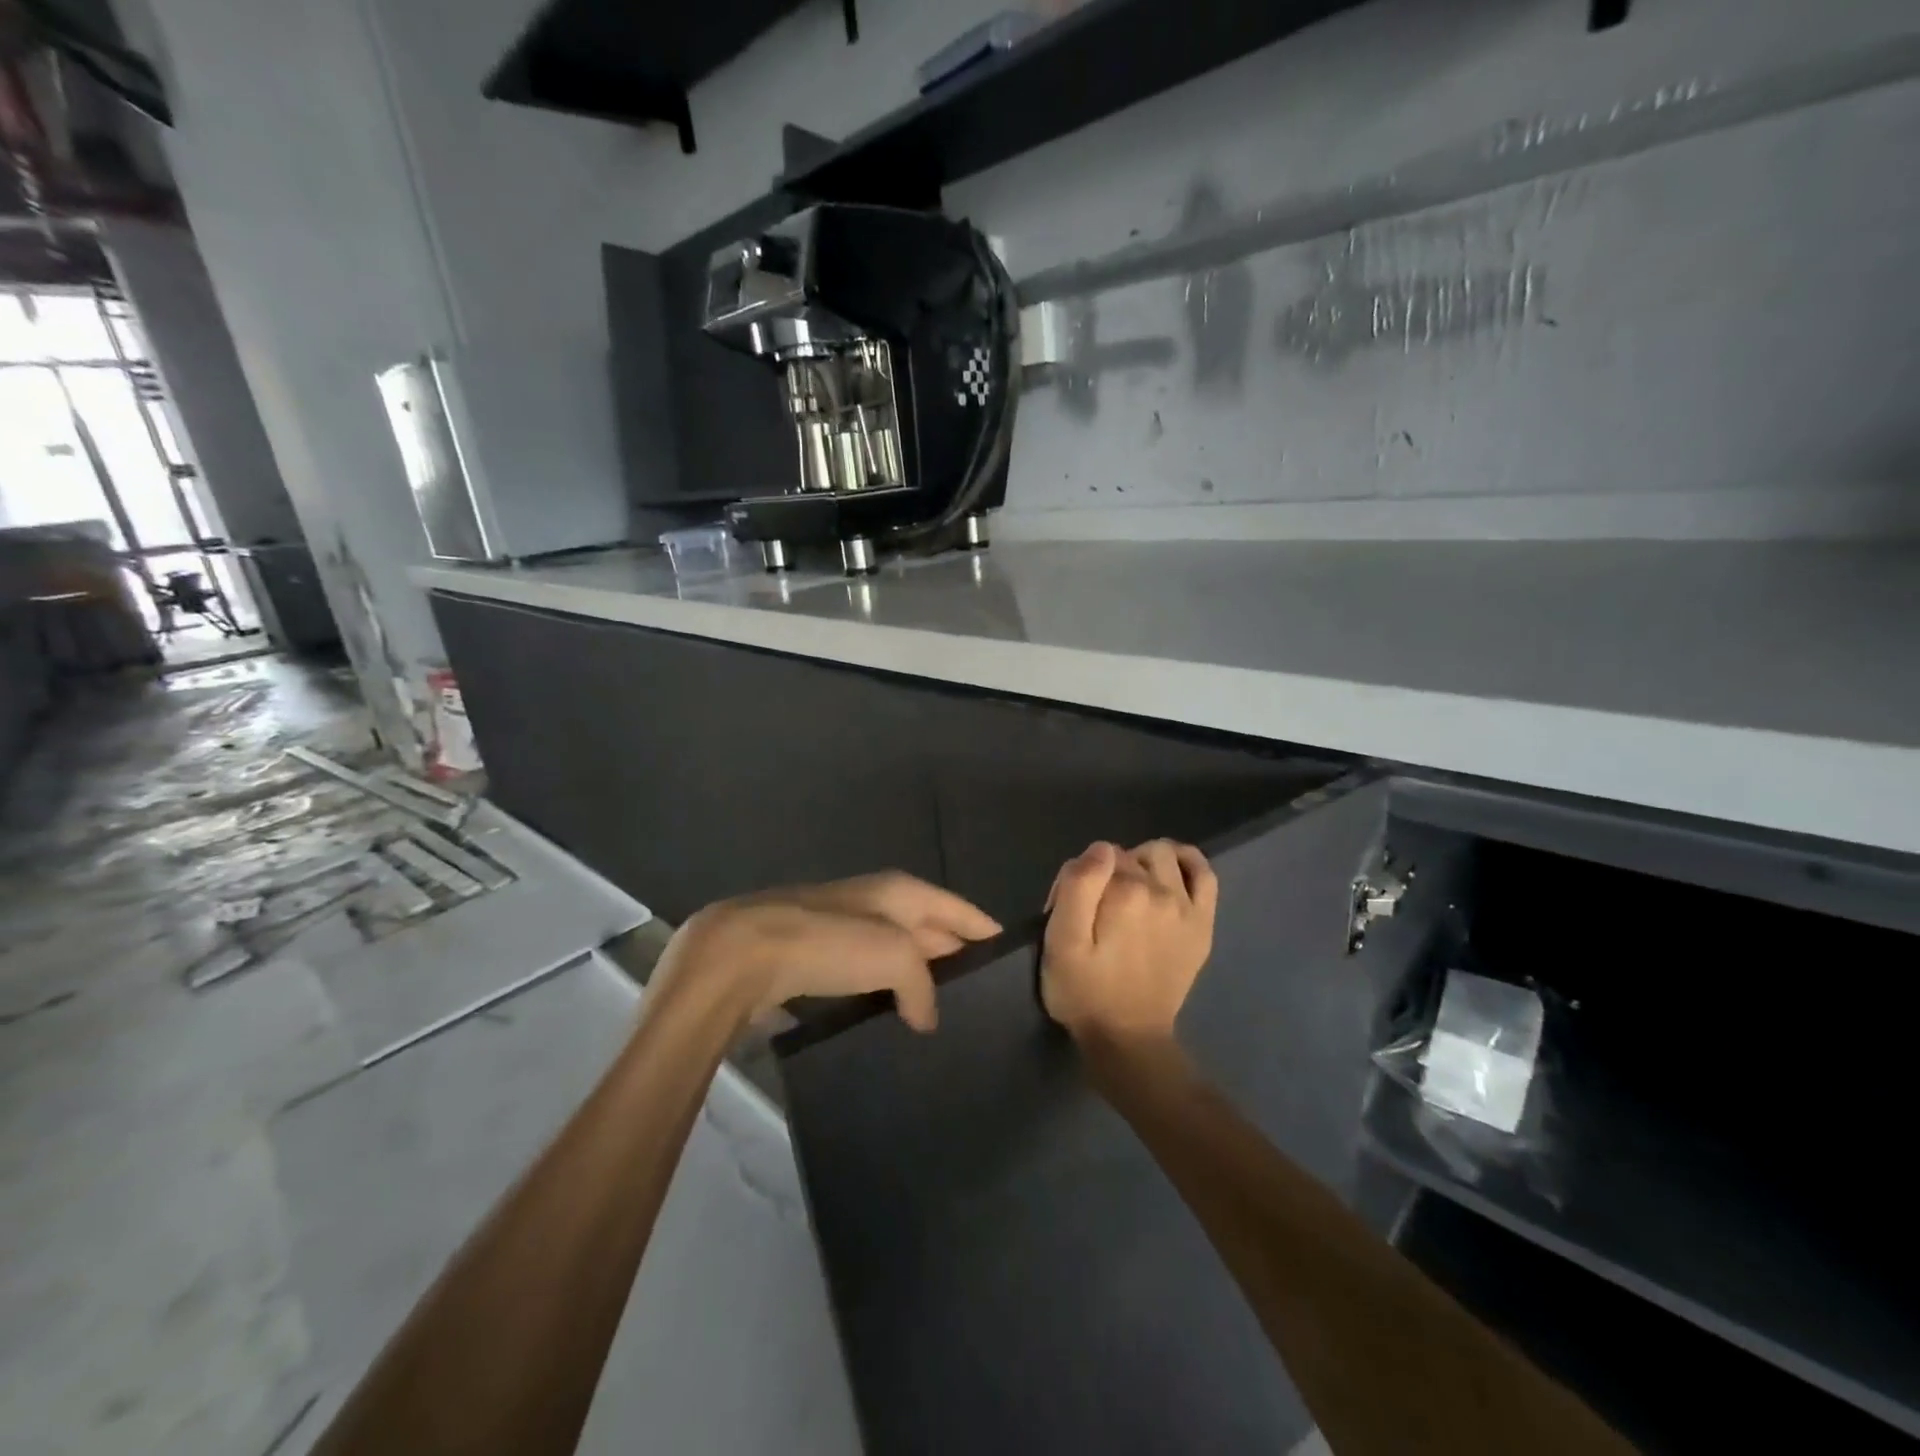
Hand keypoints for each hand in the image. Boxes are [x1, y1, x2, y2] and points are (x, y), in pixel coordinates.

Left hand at [655, 872, 1000, 1031]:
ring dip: (919, 981)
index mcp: (901, 892)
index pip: (958, 909)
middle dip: (955, 958)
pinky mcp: (818, 960)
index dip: (984, 929)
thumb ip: (923, 985)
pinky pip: (867, 977)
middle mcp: (877, 903)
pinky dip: (885, 994)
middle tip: (985, 999)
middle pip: (929, 930)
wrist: (743, 955)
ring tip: (947, 1018)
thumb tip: (925, 1016)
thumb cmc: (828, 943)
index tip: (1011, 956)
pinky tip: (896, 1022)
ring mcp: (845, 930)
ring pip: (897, 956)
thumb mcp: (894, 955)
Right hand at [1041, 840, 1217, 1045]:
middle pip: (1129, 854)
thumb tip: (1100, 848)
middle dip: (1109, 870)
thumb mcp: (1061, 942)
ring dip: (1143, 861)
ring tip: (1128, 889)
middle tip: (1096, 907)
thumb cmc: (1085, 992)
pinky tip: (1170, 870)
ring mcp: (1186, 907)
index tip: (1071, 907)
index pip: (1098, 856)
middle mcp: (1161, 891)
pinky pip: (1204, 874)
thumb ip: (1077, 887)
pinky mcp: (1202, 924)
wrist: (1128, 1039)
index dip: (1080, 876)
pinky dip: (1187, 862)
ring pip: (1163, 855)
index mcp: (1124, 892)